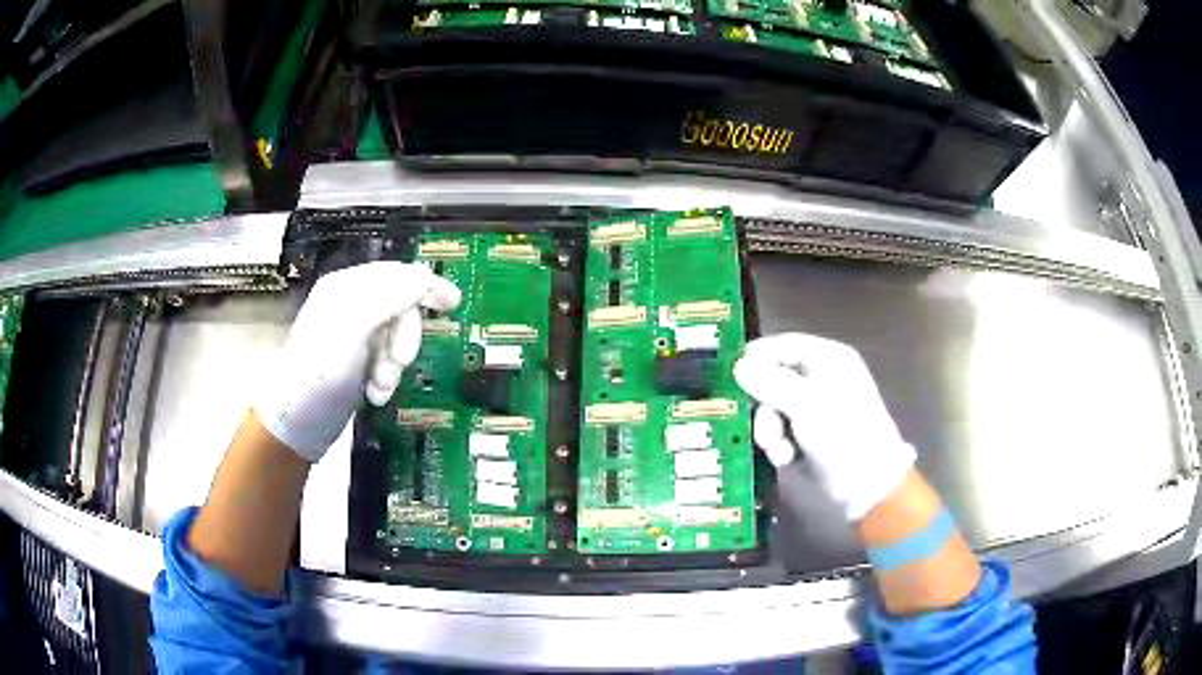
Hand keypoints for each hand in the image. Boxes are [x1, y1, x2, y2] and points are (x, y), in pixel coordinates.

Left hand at [255, 262, 460, 461]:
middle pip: (401, 307)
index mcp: (346, 286)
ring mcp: (353, 333)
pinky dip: (387, 377)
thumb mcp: (353, 330)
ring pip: (397, 337)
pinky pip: (387, 358)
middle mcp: (351, 303)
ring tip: (381, 387)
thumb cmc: (320, 374)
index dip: (426, 286)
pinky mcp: (356, 360)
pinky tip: (376, 394)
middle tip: (400, 363)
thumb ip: (390, 298)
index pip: (397, 274)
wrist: (296, 424)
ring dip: (395, 364)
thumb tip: (426, 276)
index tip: (454, 305)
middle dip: (404, 338)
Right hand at [734, 333, 914, 520]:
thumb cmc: (842, 434)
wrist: (867, 484)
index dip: (756, 359)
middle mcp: (818, 378)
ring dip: (769, 432)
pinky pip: (779, 431)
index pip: (781, 345)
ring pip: (771, 410)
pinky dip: (779, 445)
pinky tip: (786, 459)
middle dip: (764, 408)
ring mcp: (812, 408)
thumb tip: (737, 364)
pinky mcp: (806, 435)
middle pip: (771, 380)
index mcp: (826, 358)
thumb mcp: (805, 403)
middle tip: (764, 428)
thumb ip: (769, 381)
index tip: (732, 377)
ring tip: (779, 452)